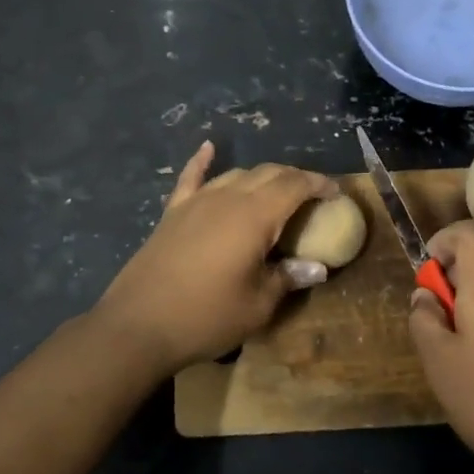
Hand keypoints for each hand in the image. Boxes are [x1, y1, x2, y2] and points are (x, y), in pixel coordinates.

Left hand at [95, 141, 337, 375]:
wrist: (137, 325)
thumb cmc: (206, 317)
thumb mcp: (258, 305)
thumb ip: (288, 278)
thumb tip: (316, 267)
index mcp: (255, 215)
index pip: (295, 185)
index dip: (318, 184)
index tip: (336, 193)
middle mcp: (227, 197)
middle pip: (268, 173)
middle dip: (295, 178)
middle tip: (312, 196)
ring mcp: (196, 202)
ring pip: (236, 174)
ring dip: (261, 177)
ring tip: (276, 190)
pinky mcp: (173, 213)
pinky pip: (191, 177)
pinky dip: (203, 161)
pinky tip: (209, 148)